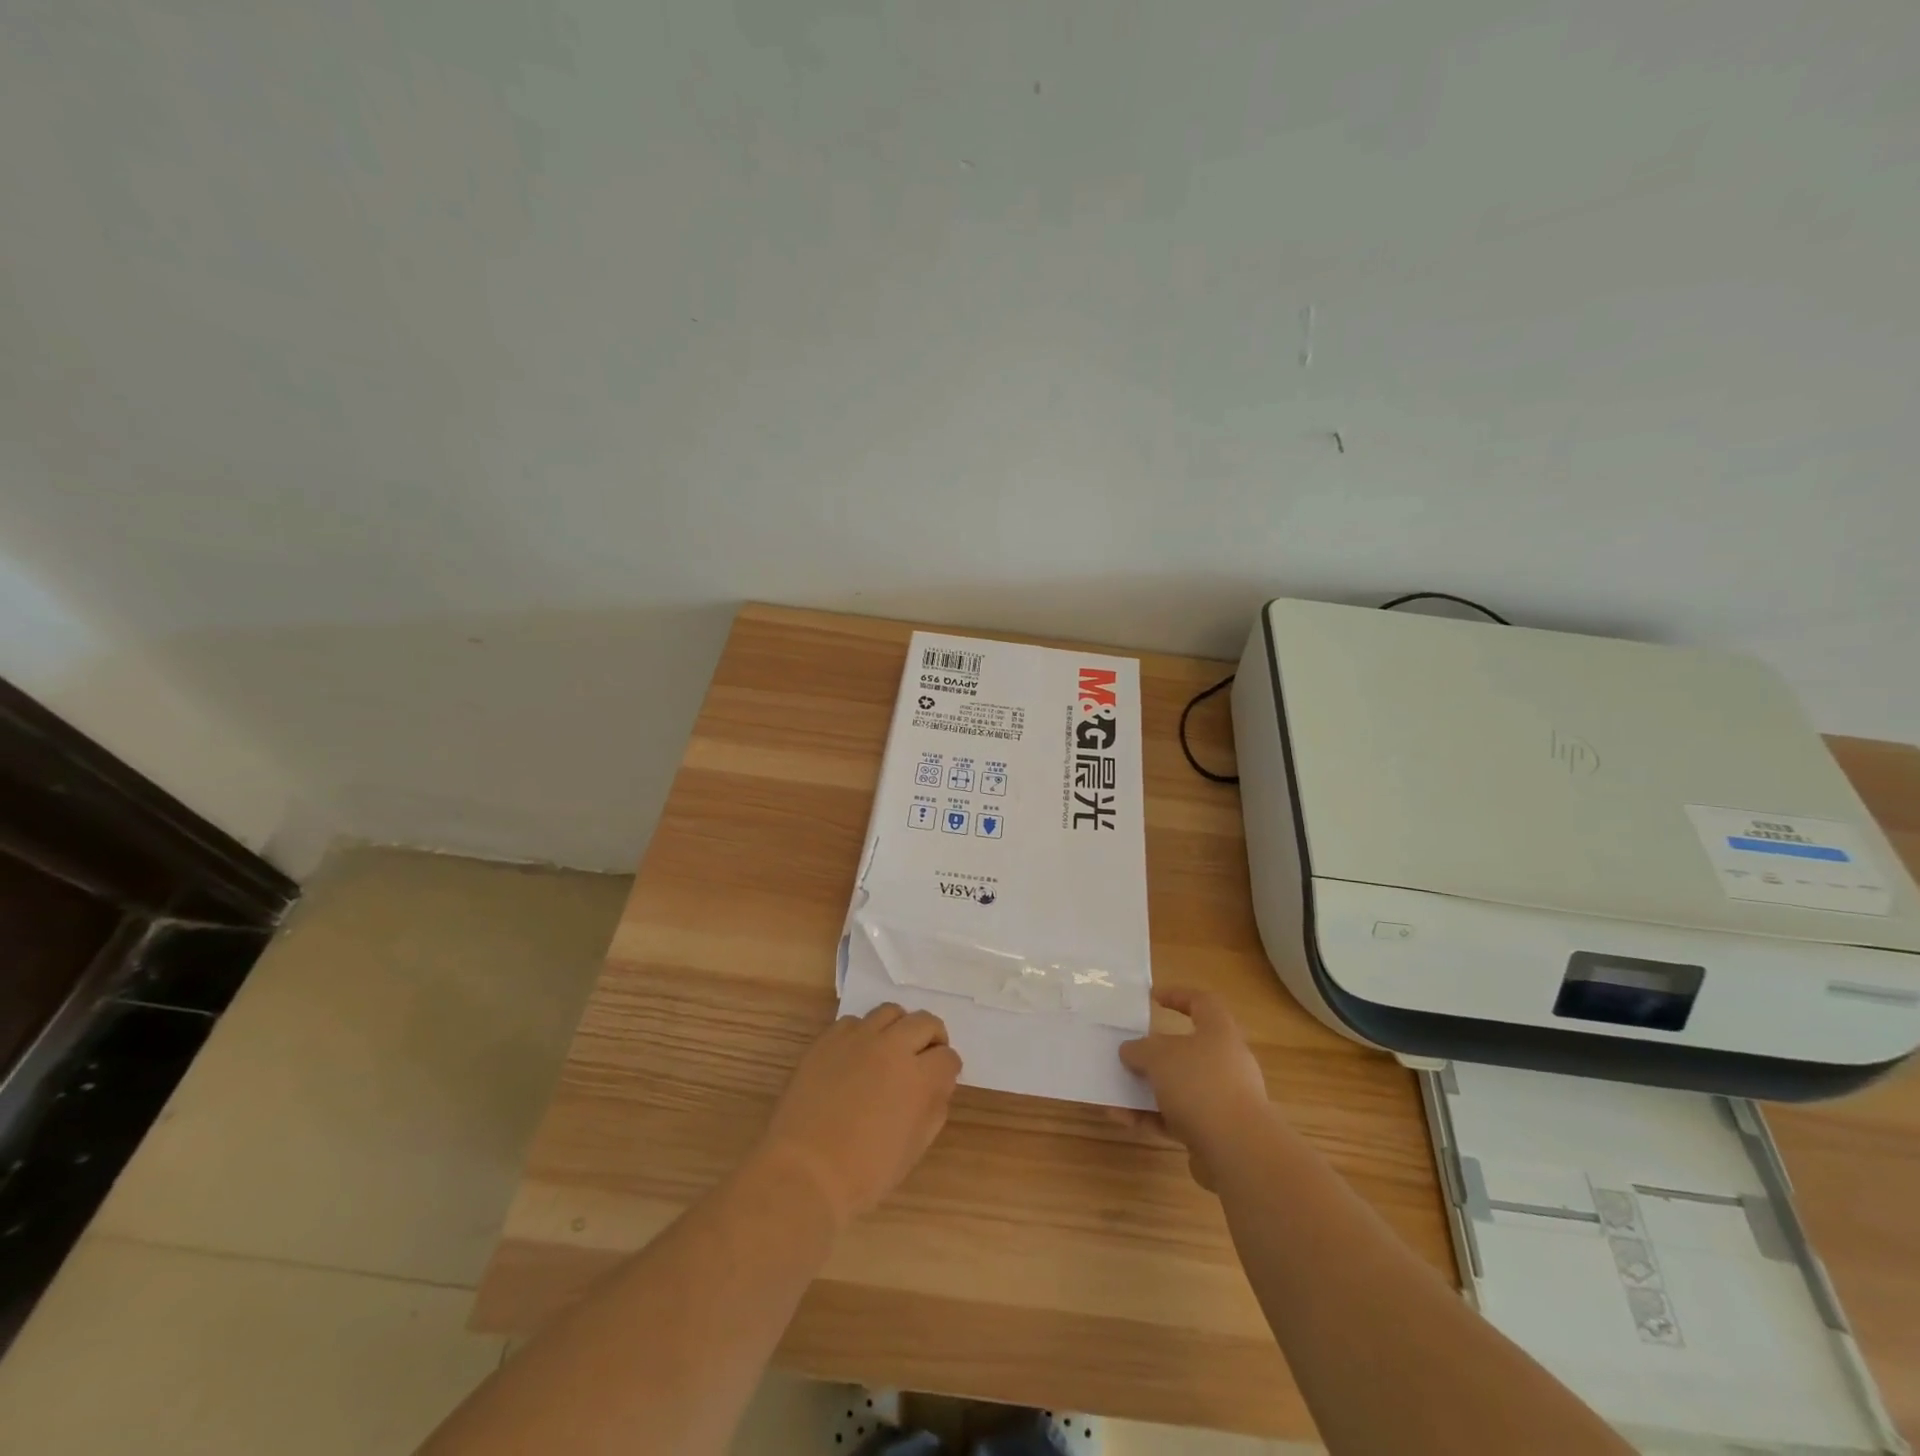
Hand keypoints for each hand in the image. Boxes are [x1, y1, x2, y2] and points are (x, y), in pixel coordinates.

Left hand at [757, 1003, 962, 1228]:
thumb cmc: (865, 1172)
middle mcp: (892, 1047)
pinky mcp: (828, 1039)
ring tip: (890, 1050)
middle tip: (924, 1058)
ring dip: (898, 1028)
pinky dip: (862, 1034)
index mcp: (919, 1077)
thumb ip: (933, 1109)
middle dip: (932, 1038)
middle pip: (924, 1022)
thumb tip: (937, 1086)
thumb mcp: (914, 1148)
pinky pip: (854, 1022)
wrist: (804, 1172)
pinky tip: (856, 1057)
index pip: (948, 1057)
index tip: (941, 1080)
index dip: (948, 1069)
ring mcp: (858, 1038)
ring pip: (890, 1012)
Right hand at [1118, 988, 1270, 1189]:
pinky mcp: (1217, 1133)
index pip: (1202, 1002)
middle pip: (1187, 1050)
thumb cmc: (1200, 1085)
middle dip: (1155, 1054)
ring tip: (1115, 1095)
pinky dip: (1152, 1117)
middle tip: (1130, 1054)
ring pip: (1179, 1088)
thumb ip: (1140, 1049)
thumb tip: (1130, 1051)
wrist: (1239, 1151)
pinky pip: (1178, 1118)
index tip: (1153, 998)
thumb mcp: (1158, 1056)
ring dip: (1147, 1090)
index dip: (1178, 995)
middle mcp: (1226, 1062)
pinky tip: (1124, 1120)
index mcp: (1219, 1032)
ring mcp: (1224, 1100)